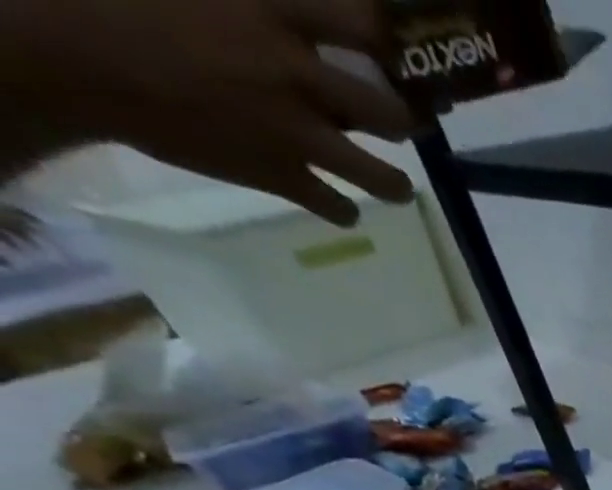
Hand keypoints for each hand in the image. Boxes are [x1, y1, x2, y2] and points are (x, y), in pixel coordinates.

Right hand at [5, 0, 413, 224]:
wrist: (68, 52)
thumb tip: (289, 6)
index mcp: (272, 11)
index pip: (363, 23)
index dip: (385, 40)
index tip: (389, 52)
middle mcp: (300, 78)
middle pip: (393, 116)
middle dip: (404, 121)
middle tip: (397, 121)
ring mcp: (296, 136)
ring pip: (385, 179)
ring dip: (394, 182)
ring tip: (390, 178)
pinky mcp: (281, 177)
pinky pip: (340, 209)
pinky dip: (342, 209)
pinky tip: (336, 201)